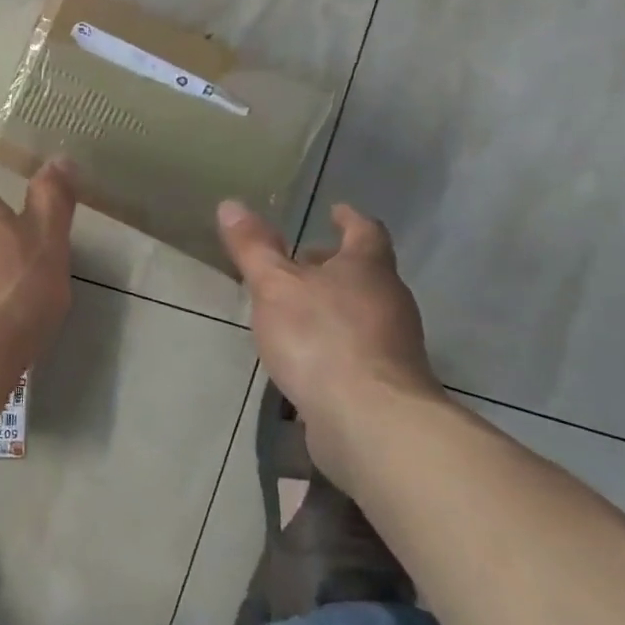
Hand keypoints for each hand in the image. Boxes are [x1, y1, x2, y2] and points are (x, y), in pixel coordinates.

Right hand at [216, 200, 442, 484]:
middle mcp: (389, 301)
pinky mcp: (385, 381)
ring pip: (361, 310)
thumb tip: (231, 204)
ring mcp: (393, 344)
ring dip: (332, 303)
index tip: (335, 210)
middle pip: (364, 272)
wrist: (369, 420)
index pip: (365, 231)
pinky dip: (333, 339)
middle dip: (333, 264)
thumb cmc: (320, 337)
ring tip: (294, 307)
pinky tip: (306, 353)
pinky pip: (356, 346)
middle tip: (301, 260)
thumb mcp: (274, 285)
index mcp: (368, 269)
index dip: (349, 219)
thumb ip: (253, 247)